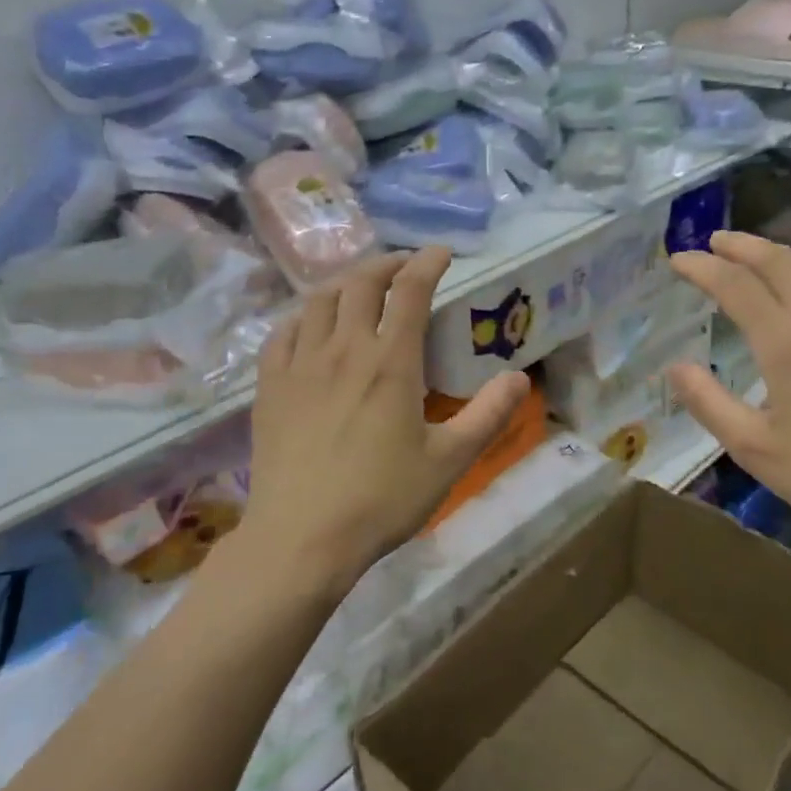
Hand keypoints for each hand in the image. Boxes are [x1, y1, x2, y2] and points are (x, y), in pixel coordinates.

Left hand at [243, 248, 529, 599]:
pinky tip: (311, 326)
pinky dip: (304, 316)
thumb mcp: (450, 461)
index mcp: (391, 362)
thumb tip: (520, 377)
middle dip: (386, 265)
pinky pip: (284, 332)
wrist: (302, 537)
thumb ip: (489, 414)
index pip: (410, 291)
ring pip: (319, 300)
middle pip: (361, 283)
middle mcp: (344, 349)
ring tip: (360, 289)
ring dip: (345, 283)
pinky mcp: (270, 386)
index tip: (441, 253)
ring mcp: (300, 365)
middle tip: (404, 269)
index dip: (427, 263)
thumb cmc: (382, 500)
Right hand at [666, 233, 790, 542]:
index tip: (678, 260)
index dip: (703, 267)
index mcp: (786, 344)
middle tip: (714, 242)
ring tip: (758, 261)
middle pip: (779, 262)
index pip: (736, 286)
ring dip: (781, 257)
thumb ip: (707, 401)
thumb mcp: (751, 446)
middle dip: (741, 245)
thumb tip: (676, 367)